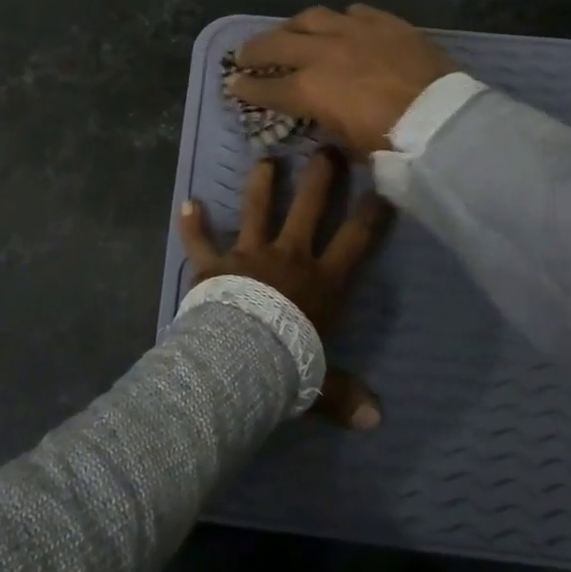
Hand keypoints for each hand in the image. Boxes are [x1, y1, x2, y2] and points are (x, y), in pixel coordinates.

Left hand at [179, 151, 388, 430]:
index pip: (357, 239)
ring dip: (261, 183)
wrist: (238, 361)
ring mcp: (249, 254)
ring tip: (265, 159)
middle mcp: (289, 256)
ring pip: (257, 208)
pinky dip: (192, 223)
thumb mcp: (322, 383)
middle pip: (309, 205)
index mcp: (323, 280)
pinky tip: (187, 203)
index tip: (382, 190)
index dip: (372, 213)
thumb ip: (347, 395)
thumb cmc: (287, 366)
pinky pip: (200, 240)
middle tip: (326, 148)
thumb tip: (376, 423)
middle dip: (320, 175)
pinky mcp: (214, 263)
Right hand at [227, 5, 457, 157]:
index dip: (246, 87)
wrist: (443, 122)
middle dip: (255, 50)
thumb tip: (318, 114)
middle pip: (277, 44)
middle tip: (245, 55)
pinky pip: (354, 12)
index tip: (233, 84)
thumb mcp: (347, 144)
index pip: (266, 87)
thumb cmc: (391, 144)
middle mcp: (324, 53)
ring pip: (311, 17)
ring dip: (293, 26)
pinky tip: (339, 25)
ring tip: (288, 32)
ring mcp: (355, 32)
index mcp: (310, 89)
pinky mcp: (385, 22)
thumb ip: (324, 122)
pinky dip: (339, 20)